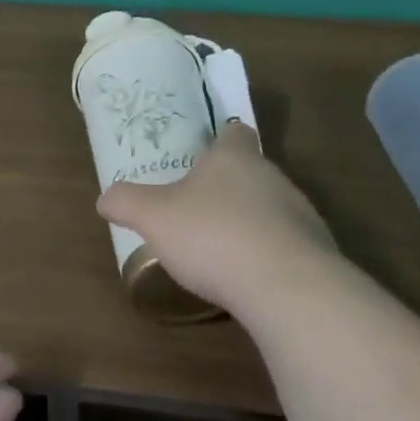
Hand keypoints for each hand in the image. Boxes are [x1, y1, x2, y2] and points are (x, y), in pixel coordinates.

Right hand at [97, 122, 347, 320]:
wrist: (287, 288)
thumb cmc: (213, 235)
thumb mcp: (154, 217)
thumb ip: (127, 203)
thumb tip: (105, 198)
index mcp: (233, 157)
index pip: (234, 132)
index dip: (220, 138)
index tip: (204, 152)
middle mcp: (271, 176)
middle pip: (251, 171)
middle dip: (227, 186)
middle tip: (197, 205)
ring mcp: (299, 214)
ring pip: (270, 207)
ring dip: (249, 221)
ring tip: (220, 246)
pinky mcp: (315, 252)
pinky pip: (285, 244)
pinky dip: (266, 254)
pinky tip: (247, 277)